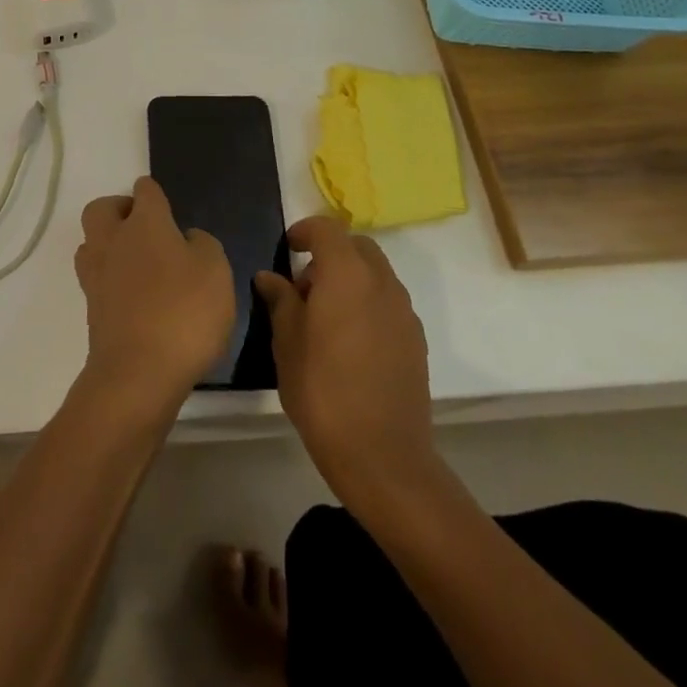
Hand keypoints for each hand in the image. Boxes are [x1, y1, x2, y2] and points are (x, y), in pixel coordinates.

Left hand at [73, 177, 234, 417]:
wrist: (138, 374)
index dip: (155, 194)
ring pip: (92, 242)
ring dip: (109, 244)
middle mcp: (113, 240)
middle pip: (102, 208)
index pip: (145, 190)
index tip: (168, 209)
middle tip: (145, 228)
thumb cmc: (183, 312)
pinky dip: (110, 278)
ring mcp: (96, 274)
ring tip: (138, 263)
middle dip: (119, 210)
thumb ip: (202, 245)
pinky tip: (134, 296)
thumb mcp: (215, 271)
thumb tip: (186, 239)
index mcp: (145, 223)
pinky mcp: (91, 308)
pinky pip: (95, 278)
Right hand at [254, 217, 437, 515]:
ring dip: (350, 278)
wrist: (383, 457)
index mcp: (346, 274)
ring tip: (324, 318)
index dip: (304, 231)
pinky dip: (367, 303)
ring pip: (375, 274)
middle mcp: (381, 282)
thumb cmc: (323, 392)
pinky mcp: (416, 339)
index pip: (327, 229)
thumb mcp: (286, 343)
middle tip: (304, 287)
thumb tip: (270, 277)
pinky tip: (350, 342)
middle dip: (330, 254)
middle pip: (357, 247)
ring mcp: (404, 311)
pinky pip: (388, 302)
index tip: (287, 249)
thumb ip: (280, 301)